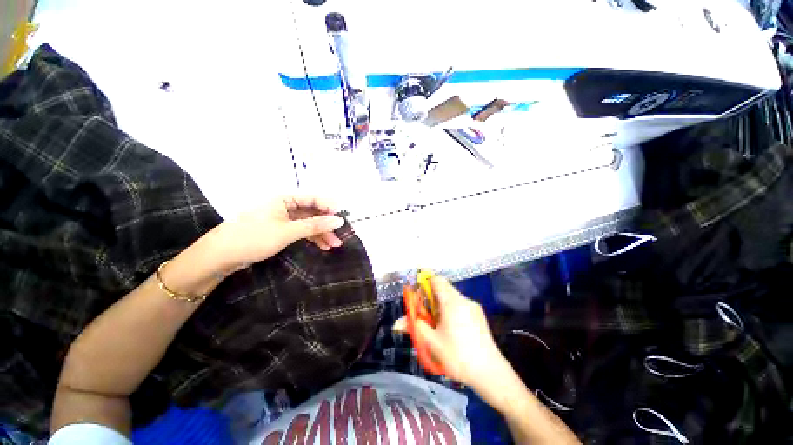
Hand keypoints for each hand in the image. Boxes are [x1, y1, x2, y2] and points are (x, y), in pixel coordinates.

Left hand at [211, 195, 344, 269]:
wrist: (220, 257)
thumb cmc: (253, 238)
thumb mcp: (288, 231)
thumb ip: (315, 225)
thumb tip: (339, 220)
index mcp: (284, 199)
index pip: (313, 198)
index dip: (329, 206)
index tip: (343, 217)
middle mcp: (285, 206)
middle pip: (312, 212)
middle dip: (327, 224)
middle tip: (340, 236)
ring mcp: (282, 219)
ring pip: (308, 223)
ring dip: (321, 233)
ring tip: (334, 245)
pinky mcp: (279, 231)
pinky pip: (300, 231)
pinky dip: (311, 238)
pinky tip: (321, 246)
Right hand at [394, 276, 508, 389]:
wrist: (490, 373)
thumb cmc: (458, 356)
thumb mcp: (432, 342)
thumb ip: (414, 327)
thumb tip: (397, 323)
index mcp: (452, 302)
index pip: (436, 280)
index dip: (425, 284)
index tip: (418, 297)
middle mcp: (464, 299)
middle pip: (444, 289)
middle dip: (431, 298)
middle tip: (426, 316)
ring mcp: (473, 307)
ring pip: (452, 298)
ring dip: (441, 305)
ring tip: (438, 326)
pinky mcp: (479, 315)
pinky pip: (461, 305)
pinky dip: (451, 310)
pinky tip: (452, 330)